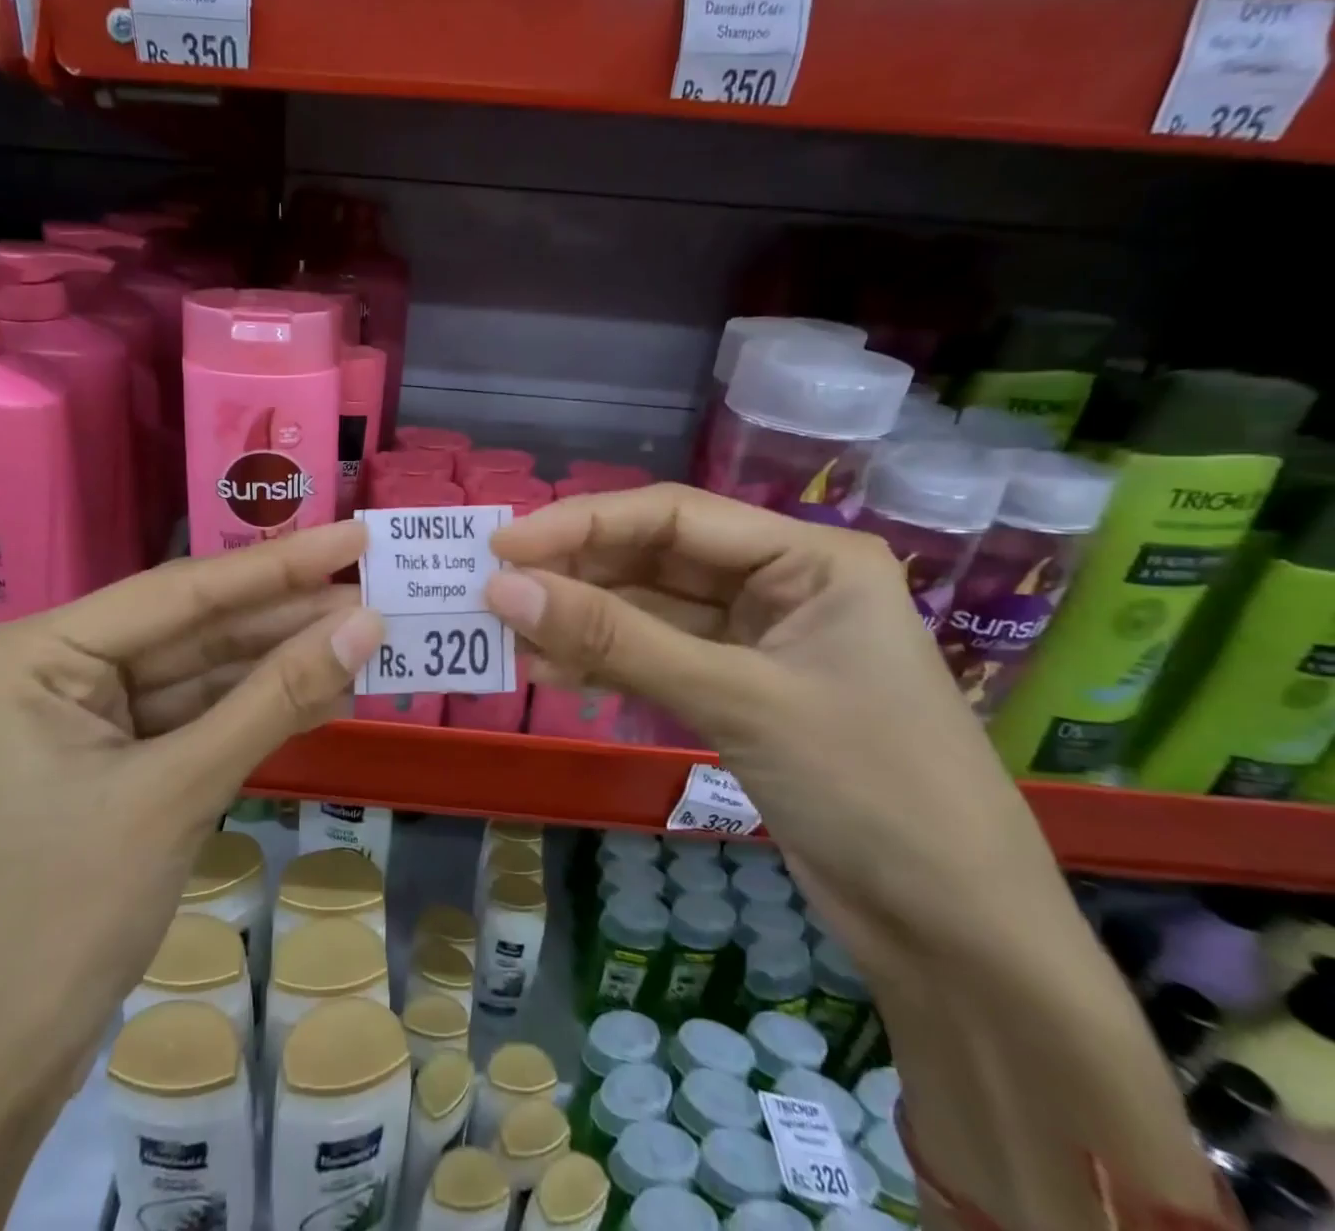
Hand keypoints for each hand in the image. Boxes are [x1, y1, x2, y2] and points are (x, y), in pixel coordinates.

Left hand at [0, 521, 383, 1109]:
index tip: (352, 535)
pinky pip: (198, 717)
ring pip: (203, 674)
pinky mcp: (117, 759)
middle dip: (286, 618)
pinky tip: (325, 687)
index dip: (277, 565)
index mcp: (37, 653)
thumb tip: (365, 625)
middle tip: (375, 590)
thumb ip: (274, 699)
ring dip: (282, 662)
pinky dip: (259, 708)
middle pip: (194, 629)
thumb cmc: (62, 916)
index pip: (180, 594)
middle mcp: (58, 667)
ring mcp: (87, 716)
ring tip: (366, 636)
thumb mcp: (178, 792)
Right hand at [480, 484, 1073, 981]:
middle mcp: (782, 583)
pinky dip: (606, 661)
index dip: (581, 524)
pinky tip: (550, 669)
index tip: (503, 547)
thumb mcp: (735, 700)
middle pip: (655, 558)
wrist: (957, 936)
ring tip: (508, 635)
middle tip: (493, 592)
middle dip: (575, 574)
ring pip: (648, 610)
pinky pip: (657, 657)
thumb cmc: (871, 789)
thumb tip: (504, 589)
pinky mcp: (739, 689)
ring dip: (581, 621)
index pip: (673, 515)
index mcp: (809, 556)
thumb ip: (616, 639)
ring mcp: (759, 639)